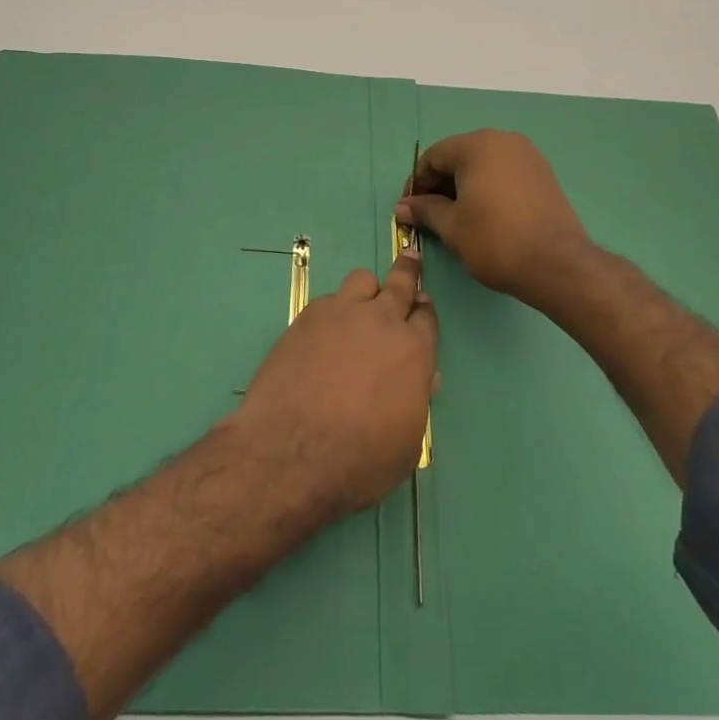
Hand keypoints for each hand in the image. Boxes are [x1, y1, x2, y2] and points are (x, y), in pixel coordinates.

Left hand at [225, 251, 437, 520]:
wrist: (291, 452)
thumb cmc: (360, 461)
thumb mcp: (406, 443)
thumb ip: (416, 400)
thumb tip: (422, 376)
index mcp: (414, 351)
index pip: (427, 318)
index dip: (425, 311)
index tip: (423, 305)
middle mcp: (381, 322)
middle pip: (400, 284)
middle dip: (408, 271)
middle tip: (410, 258)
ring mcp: (340, 314)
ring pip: (361, 280)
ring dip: (368, 289)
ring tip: (362, 302)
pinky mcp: (306, 318)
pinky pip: (328, 300)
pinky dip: (333, 310)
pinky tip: (325, 332)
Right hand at [397, 129, 600, 312]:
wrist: (557, 264)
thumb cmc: (495, 240)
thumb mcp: (452, 226)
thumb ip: (425, 210)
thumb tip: (402, 207)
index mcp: (477, 145)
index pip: (434, 157)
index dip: (417, 183)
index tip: (410, 210)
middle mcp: (503, 140)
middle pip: (459, 157)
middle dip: (440, 184)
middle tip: (430, 215)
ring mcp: (527, 155)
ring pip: (483, 165)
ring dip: (464, 186)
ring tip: (456, 217)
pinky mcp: (543, 173)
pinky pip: (504, 173)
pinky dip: (488, 188)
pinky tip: (484, 215)